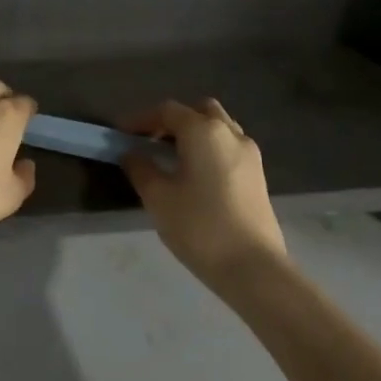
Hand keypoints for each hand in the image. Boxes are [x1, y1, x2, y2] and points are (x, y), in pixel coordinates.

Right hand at [122, 98, 286, 285]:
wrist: (254, 269)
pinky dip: (209, 149)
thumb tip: (131, 153)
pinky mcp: (258, 176)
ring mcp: (249, 154)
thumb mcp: (158, 197)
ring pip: (218, 128)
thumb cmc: (200, 226)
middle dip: (173, 120)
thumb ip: (140, 168)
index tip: (121, 134)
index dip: (141, 119)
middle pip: (198, 111)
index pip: (167, 111)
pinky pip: (229, 148)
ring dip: (194, 134)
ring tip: (172, 159)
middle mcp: (230, 133)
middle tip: (152, 141)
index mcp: (203, 130)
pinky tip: (195, 176)